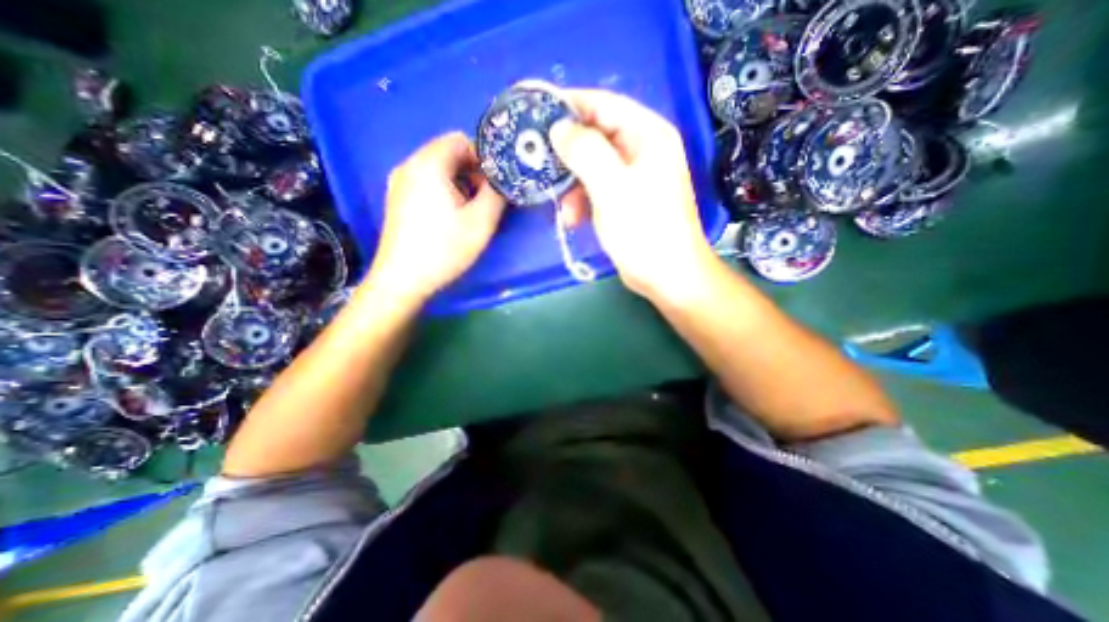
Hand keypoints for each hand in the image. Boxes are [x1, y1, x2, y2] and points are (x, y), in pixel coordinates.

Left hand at [368, 131, 504, 304]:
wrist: (403, 279)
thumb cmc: (444, 248)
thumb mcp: (481, 221)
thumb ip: (496, 193)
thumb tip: (499, 181)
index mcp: (428, 164)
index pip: (460, 140)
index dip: (483, 158)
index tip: (494, 184)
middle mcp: (409, 165)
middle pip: (448, 153)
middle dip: (473, 172)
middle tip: (486, 200)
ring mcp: (400, 183)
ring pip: (438, 170)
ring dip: (460, 184)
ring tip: (470, 211)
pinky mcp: (398, 200)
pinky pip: (426, 183)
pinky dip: (444, 192)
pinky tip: (450, 218)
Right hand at [550, 91, 714, 302]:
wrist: (666, 275)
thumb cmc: (643, 228)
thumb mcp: (611, 186)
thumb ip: (585, 151)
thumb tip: (559, 128)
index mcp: (648, 135)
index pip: (605, 105)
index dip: (570, 104)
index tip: (537, 111)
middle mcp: (642, 150)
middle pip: (596, 137)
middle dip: (568, 156)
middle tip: (540, 165)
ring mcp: (634, 177)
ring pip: (592, 167)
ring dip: (572, 186)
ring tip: (563, 209)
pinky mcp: (625, 200)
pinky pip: (596, 190)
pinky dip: (581, 202)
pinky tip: (573, 220)